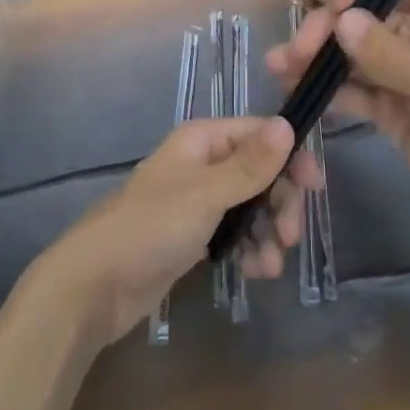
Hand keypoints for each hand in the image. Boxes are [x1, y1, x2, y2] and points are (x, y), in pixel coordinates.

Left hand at [39, 116, 321, 346]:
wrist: (94, 285)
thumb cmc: (150, 228)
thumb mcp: (206, 195)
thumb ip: (249, 164)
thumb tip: (288, 124)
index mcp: (202, 141)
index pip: (258, 134)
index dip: (289, 156)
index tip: (315, 186)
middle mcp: (202, 164)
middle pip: (258, 171)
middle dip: (279, 201)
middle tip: (292, 235)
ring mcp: (197, 202)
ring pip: (249, 206)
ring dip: (268, 231)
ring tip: (272, 265)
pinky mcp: (193, 236)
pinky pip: (234, 233)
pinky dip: (250, 249)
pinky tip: (256, 272)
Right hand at [267, 0, 409, 239]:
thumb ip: (382, 49)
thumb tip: (340, 18)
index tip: (334, 12)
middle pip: (363, 15)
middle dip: (326, 28)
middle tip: (296, 53)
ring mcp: (404, 71)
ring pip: (353, 53)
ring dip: (318, 59)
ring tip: (280, 69)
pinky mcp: (394, 107)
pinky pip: (356, 89)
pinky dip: (330, 90)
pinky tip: (300, 94)